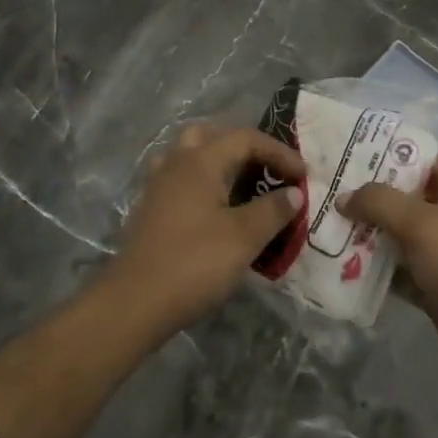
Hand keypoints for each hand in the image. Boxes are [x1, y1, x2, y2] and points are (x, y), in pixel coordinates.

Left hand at [106, 122, 305, 337]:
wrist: (135, 301)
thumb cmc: (194, 263)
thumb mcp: (244, 238)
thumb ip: (272, 210)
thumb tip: (293, 193)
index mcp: (200, 161)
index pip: (246, 139)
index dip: (279, 152)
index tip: (302, 175)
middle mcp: (176, 163)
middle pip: (211, 135)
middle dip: (243, 145)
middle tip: (266, 167)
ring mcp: (157, 185)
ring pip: (189, 154)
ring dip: (217, 159)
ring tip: (239, 181)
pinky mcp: (149, 208)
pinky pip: (179, 178)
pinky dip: (201, 181)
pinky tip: (213, 206)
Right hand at [341, 159, 437, 384]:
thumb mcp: (419, 222)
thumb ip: (379, 203)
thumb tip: (344, 197)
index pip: (423, 162)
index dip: (391, 156)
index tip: (352, 157)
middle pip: (405, 199)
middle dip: (370, 198)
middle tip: (331, 193)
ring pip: (398, 237)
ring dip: (368, 235)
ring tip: (327, 227)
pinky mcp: (433, 286)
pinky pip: (398, 271)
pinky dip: (376, 270)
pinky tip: (342, 266)